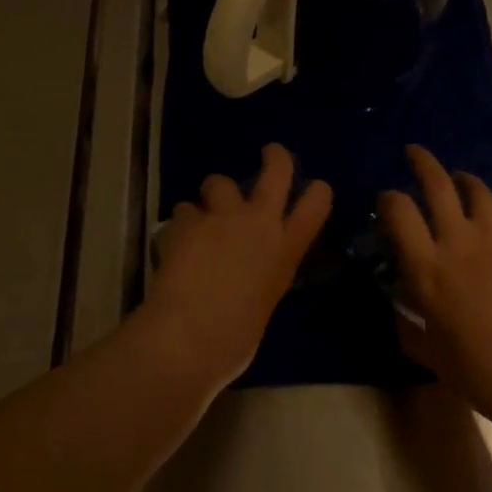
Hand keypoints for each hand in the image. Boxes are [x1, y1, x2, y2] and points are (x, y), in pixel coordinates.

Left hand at [146, 143, 331, 382]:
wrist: (188, 337)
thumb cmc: (233, 340)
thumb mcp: (263, 304)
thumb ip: (262, 276)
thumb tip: (250, 274)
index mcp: (285, 249)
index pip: (317, 204)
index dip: (317, 191)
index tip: (314, 187)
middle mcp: (259, 222)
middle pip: (276, 170)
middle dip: (275, 157)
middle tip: (270, 152)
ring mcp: (222, 216)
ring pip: (218, 181)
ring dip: (212, 195)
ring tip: (202, 213)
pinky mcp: (188, 220)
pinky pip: (184, 209)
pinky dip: (181, 222)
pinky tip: (174, 240)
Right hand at [379, 145, 491, 424]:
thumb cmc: (477, 370)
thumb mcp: (429, 353)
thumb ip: (409, 327)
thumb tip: (401, 311)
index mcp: (427, 266)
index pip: (399, 210)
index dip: (387, 199)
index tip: (384, 202)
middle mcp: (458, 242)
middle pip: (438, 184)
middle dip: (422, 162)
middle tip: (414, 153)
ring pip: (479, 192)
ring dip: (464, 180)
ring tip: (459, 180)